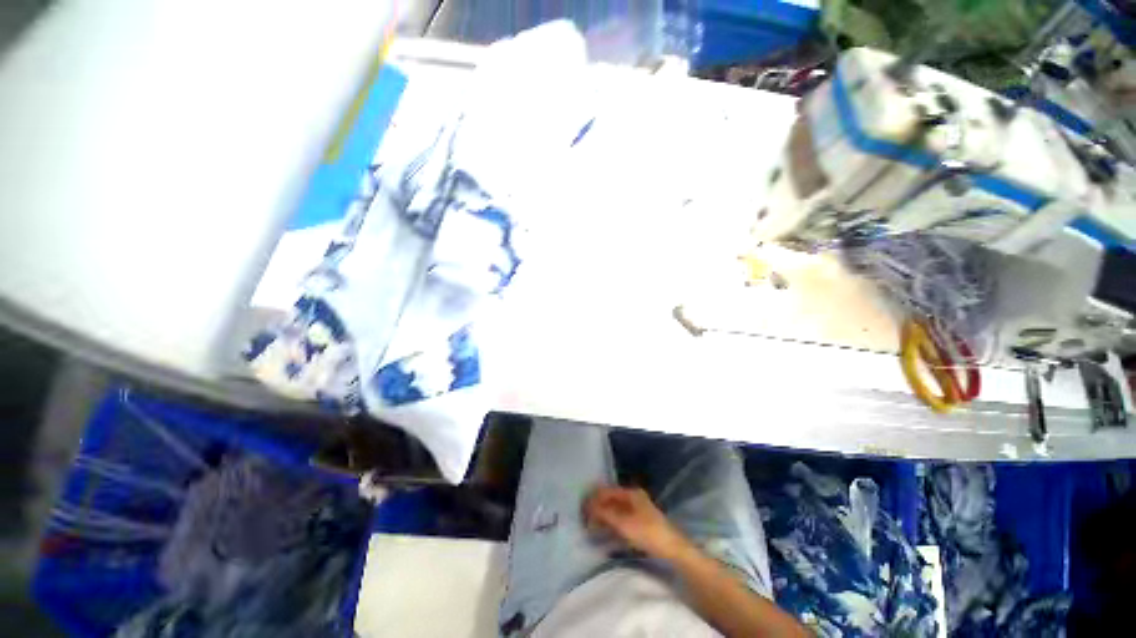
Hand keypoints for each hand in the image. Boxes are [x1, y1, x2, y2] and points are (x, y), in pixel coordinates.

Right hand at [584, 486, 691, 560]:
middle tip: (584, 519)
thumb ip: (604, 513)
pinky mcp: (640, 524)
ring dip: (603, 518)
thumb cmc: (648, 532)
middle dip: (597, 508)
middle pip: (610, 500)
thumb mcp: (623, 523)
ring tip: (591, 528)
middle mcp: (634, 498)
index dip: (593, 497)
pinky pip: (620, 521)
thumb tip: (588, 504)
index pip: (607, 491)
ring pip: (615, 511)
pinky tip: (604, 534)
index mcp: (631, 493)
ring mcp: (638, 511)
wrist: (673, 550)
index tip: (581, 508)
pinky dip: (611, 525)